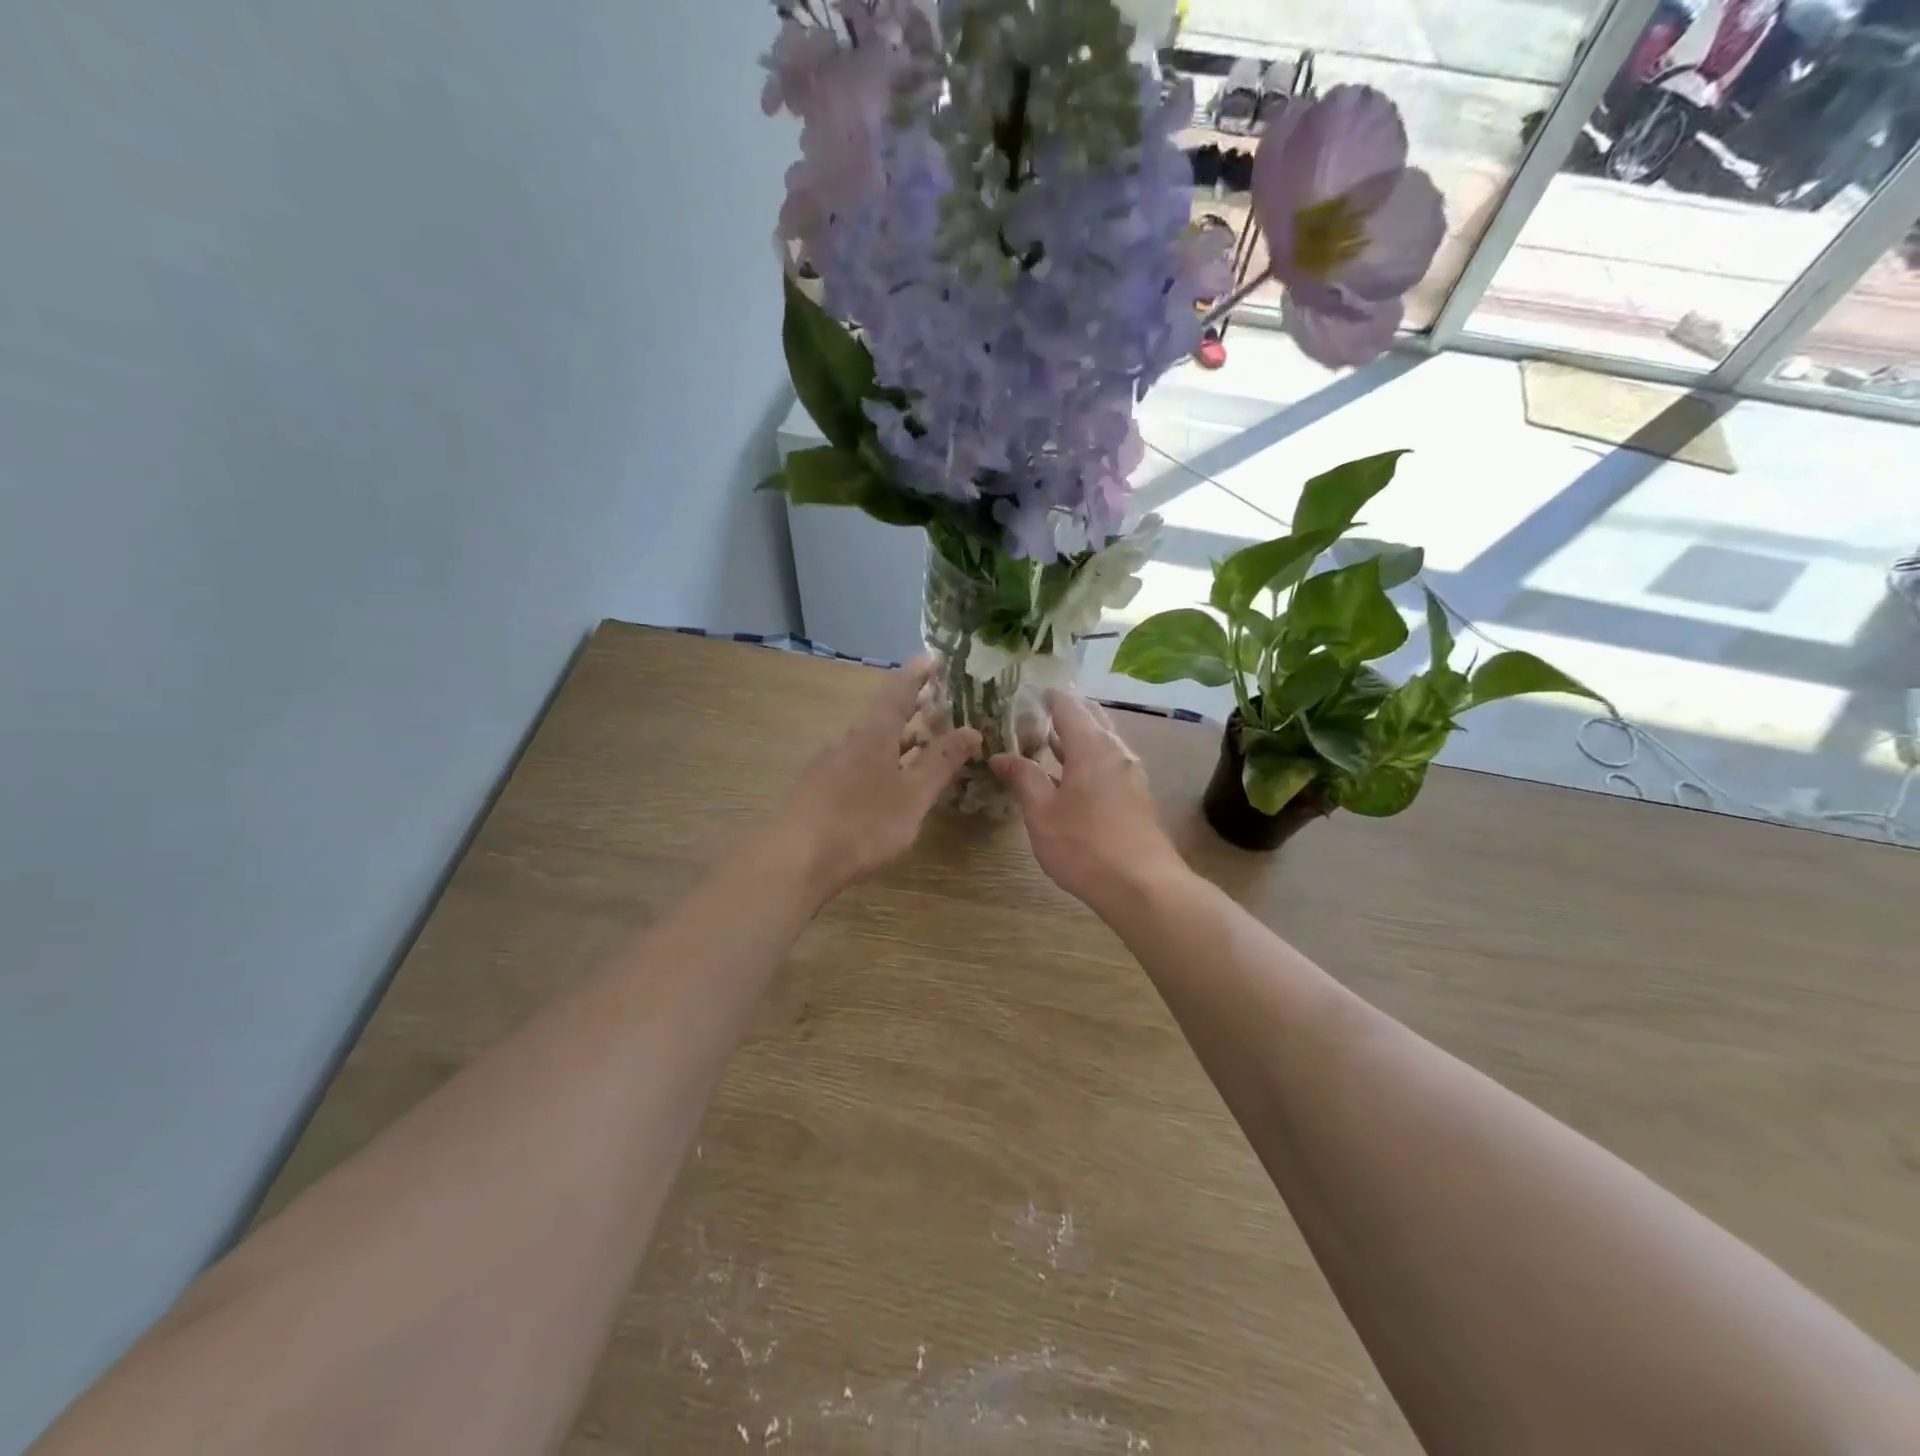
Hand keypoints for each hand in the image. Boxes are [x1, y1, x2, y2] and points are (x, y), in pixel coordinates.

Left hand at [774, 658, 980, 897]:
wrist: (796, 859)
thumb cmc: (862, 823)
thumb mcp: (912, 795)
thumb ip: (941, 763)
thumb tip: (972, 730)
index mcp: (874, 733)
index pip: (899, 690)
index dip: (918, 673)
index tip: (935, 657)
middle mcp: (849, 740)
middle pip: (884, 714)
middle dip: (912, 708)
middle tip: (940, 703)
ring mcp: (831, 763)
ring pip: (871, 740)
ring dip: (898, 738)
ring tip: (924, 741)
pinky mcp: (821, 787)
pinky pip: (859, 761)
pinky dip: (883, 760)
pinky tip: (890, 780)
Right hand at [990, 692, 1185, 909]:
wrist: (1143, 887)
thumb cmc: (1085, 846)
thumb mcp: (1042, 813)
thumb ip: (1023, 778)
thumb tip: (1001, 756)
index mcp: (1092, 746)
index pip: (1067, 704)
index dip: (1043, 696)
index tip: (1019, 696)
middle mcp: (1116, 750)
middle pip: (1089, 717)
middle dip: (1060, 714)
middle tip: (1027, 721)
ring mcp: (1130, 773)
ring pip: (1100, 741)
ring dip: (1073, 739)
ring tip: (1040, 746)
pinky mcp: (1136, 794)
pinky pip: (1107, 763)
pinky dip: (1085, 759)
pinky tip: (1066, 779)